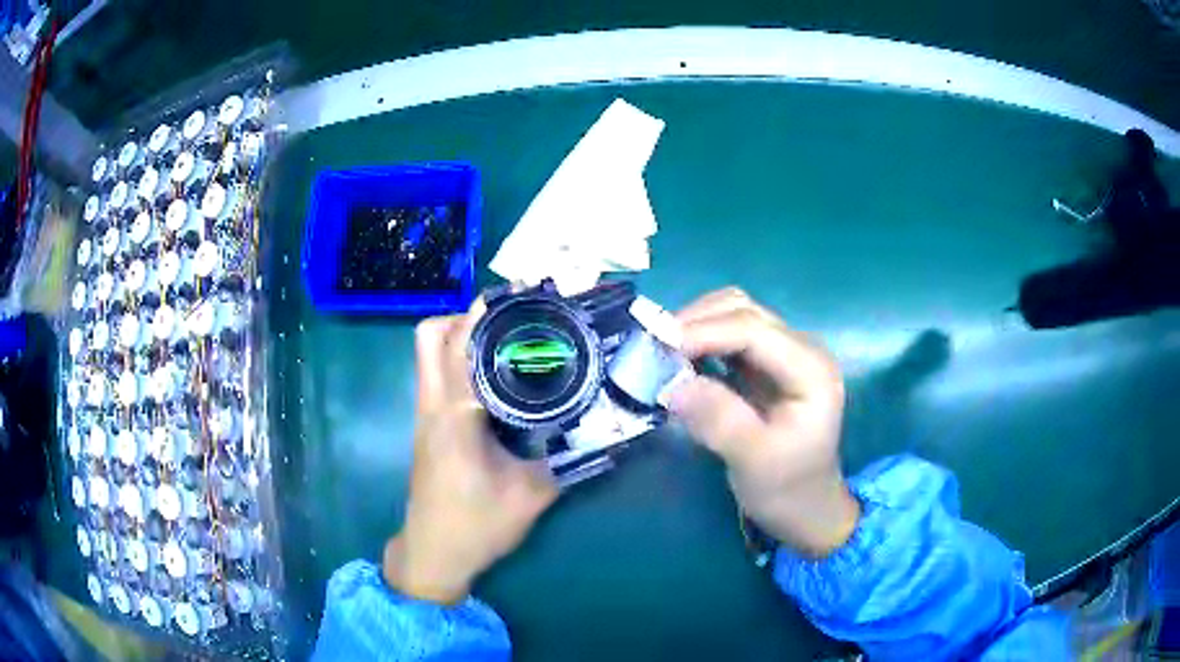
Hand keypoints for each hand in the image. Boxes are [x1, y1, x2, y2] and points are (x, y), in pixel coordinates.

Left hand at [384, 303, 558, 604]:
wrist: (434, 554)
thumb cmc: (477, 525)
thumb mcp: (531, 494)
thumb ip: (567, 458)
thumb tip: (604, 430)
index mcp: (456, 415)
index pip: (461, 345)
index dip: (486, 311)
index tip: (519, 295)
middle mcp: (433, 405)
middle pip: (429, 336)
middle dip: (465, 316)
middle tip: (510, 319)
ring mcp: (425, 415)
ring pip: (428, 354)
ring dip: (460, 336)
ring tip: (506, 339)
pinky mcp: (427, 426)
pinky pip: (436, 375)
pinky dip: (459, 360)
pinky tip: (496, 377)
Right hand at [666, 288, 859, 556]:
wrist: (805, 508)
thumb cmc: (787, 489)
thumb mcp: (755, 461)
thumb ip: (720, 420)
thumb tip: (673, 384)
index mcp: (811, 369)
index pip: (754, 329)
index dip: (704, 331)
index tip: (658, 347)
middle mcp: (801, 349)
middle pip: (743, 311)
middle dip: (695, 322)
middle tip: (653, 350)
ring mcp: (784, 354)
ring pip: (733, 315)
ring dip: (695, 327)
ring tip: (662, 353)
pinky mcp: (766, 365)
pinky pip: (728, 336)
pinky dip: (700, 340)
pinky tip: (679, 360)